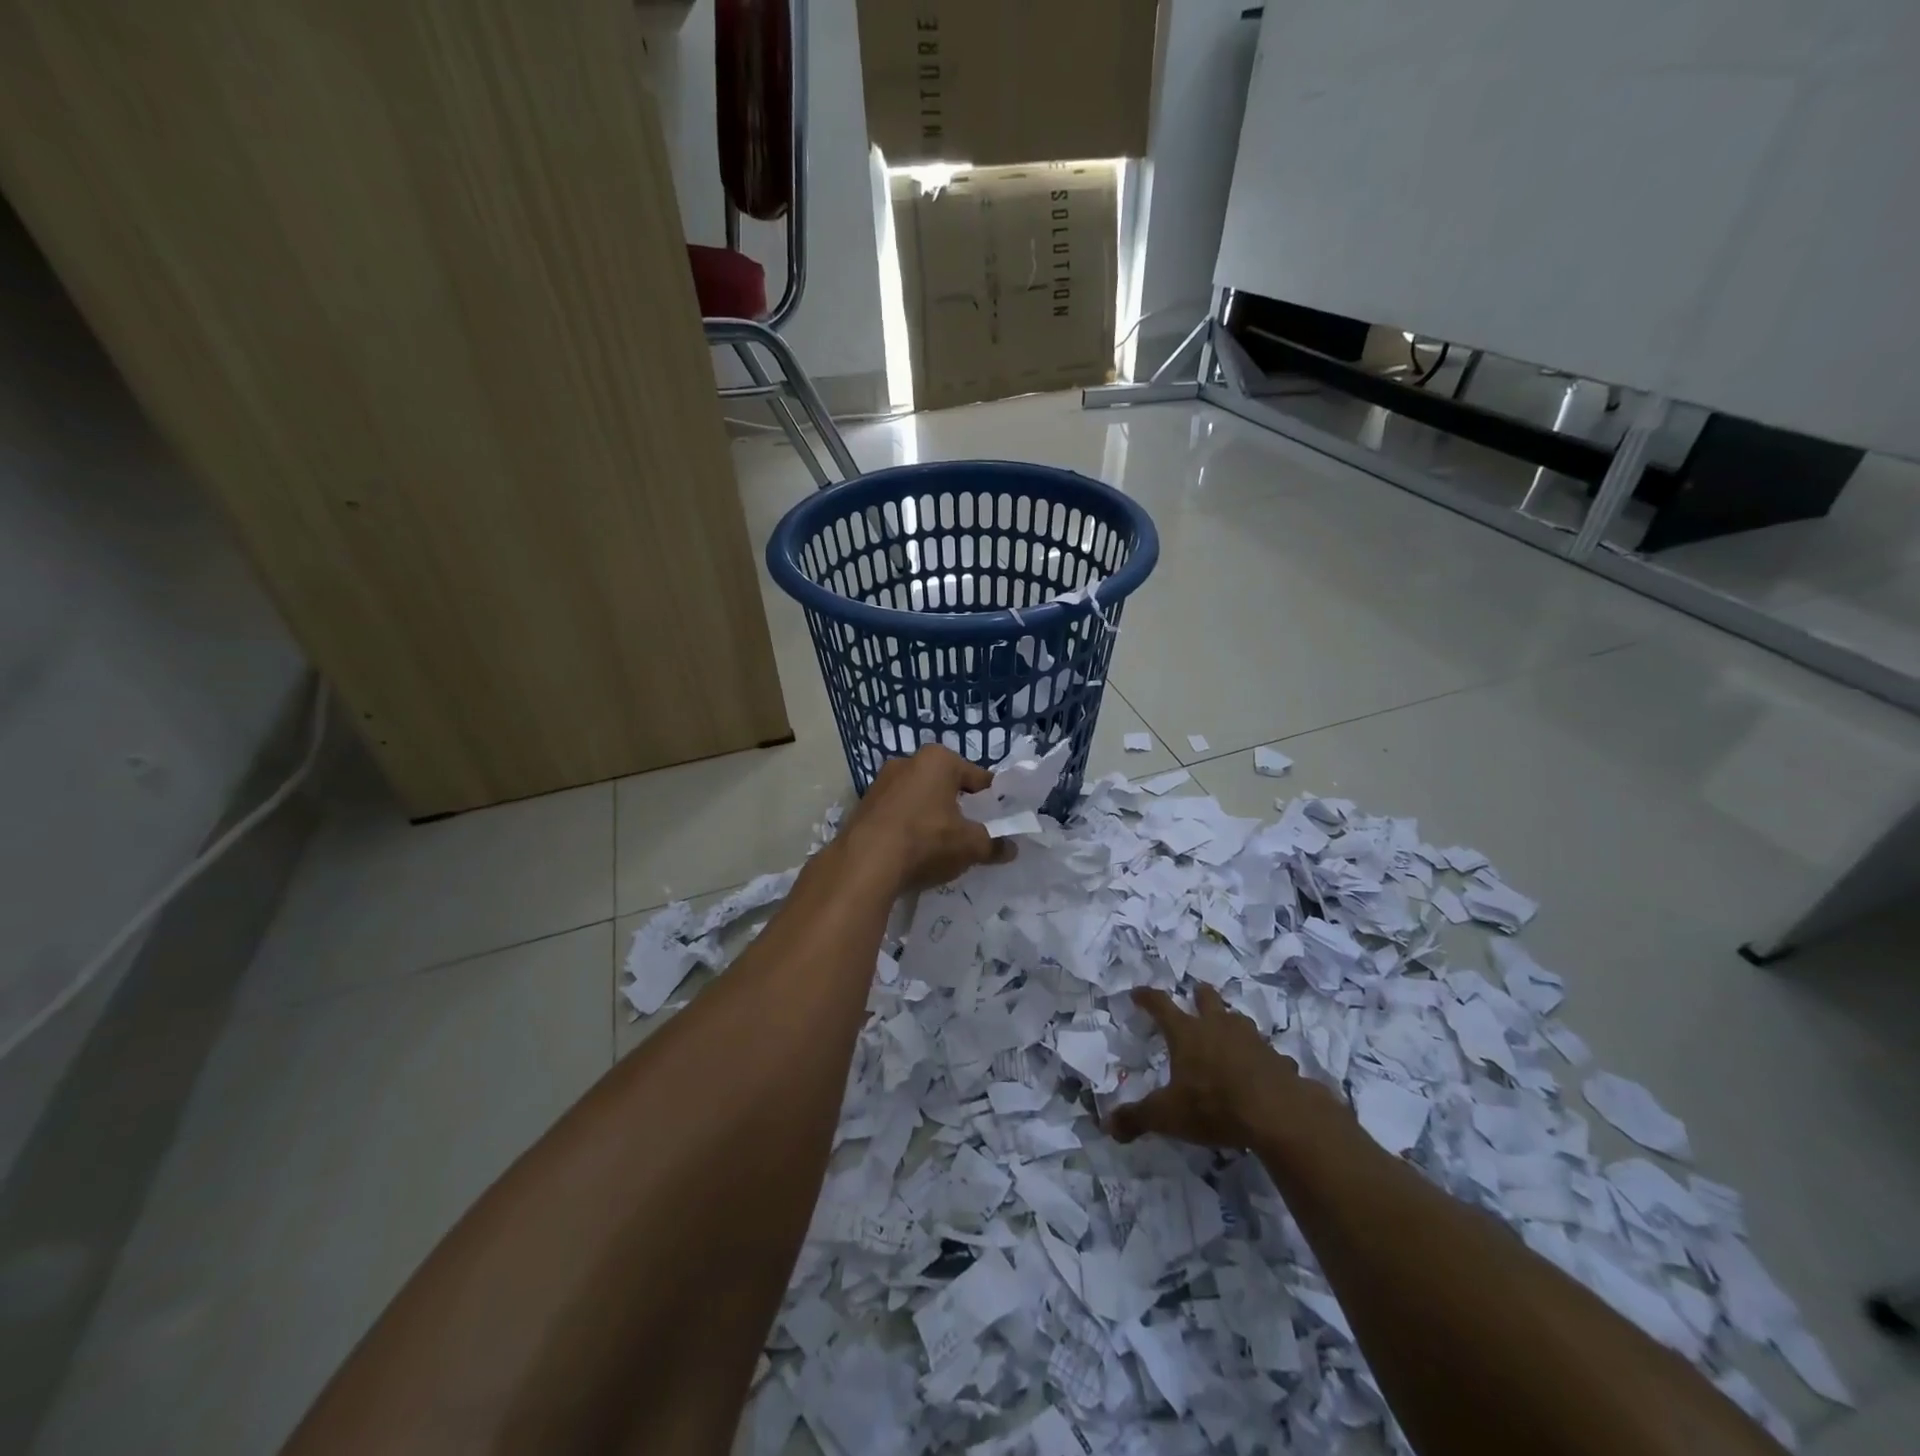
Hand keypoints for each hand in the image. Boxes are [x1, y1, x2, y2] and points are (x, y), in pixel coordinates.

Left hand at [841, 746, 1015, 894]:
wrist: (864, 864)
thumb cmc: (926, 841)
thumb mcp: (969, 846)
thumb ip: (993, 844)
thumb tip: (1011, 848)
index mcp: (938, 759)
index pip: (977, 777)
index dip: (992, 799)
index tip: (999, 819)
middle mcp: (908, 761)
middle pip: (945, 785)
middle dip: (958, 806)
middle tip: (971, 832)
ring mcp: (881, 782)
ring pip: (919, 798)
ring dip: (931, 816)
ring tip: (942, 844)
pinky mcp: (863, 805)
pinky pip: (897, 813)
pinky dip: (909, 826)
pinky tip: (913, 850)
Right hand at [1108, 984, 1335, 1150]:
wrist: (1276, 1114)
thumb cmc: (1213, 1106)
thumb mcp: (1167, 1116)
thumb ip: (1137, 1118)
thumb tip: (1107, 1125)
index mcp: (1186, 1033)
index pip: (1160, 1005)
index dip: (1147, 997)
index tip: (1138, 993)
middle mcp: (1217, 1027)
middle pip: (1207, 999)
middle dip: (1200, 995)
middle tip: (1196, 994)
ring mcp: (1251, 1040)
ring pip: (1239, 1020)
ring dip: (1231, 1022)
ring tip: (1228, 1031)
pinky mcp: (1277, 1059)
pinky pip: (1267, 1053)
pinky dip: (1262, 1058)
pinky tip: (1261, 1070)